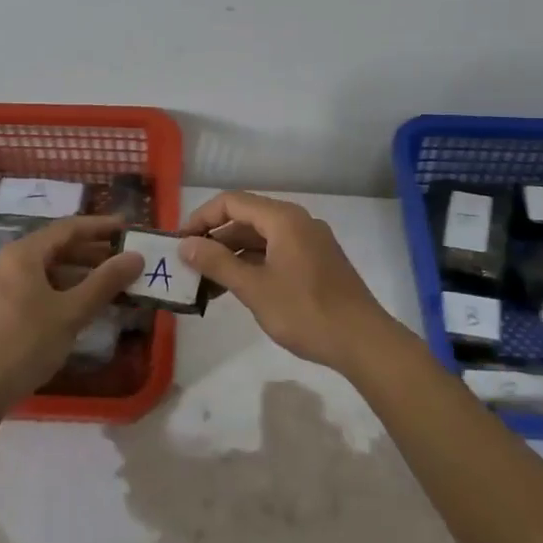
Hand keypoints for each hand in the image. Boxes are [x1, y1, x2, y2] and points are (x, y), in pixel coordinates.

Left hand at [0, 215, 143, 410]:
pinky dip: (62, 292)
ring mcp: (0, 287)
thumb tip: (135, 257)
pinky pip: (37, 289)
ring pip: (47, 271)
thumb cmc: (24, 343)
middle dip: (92, 253)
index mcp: (23, 254)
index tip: (128, 229)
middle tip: (124, 261)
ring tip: (110, 286)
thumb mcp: (70, 312)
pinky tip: (80, 309)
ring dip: (79, 275)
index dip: (100, 227)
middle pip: (57, 248)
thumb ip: (105, 282)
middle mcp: (9, 263)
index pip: (68, 228)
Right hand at [178, 191, 405, 375]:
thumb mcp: (254, 288)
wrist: (363, 341)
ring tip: (206, 282)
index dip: (201, 218)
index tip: (180, 242)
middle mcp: (298, 222)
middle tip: (189, 264)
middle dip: (215, 239)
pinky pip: (276, 252)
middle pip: (247, 218)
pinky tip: (236, 288)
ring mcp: (310, 242)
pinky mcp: (316, 262)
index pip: (232, 201)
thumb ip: (218, 263)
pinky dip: (253, 264)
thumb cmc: (305, 311)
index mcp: (283, 219)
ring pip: (261, 238)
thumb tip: (185, 245)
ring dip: (232, 255)